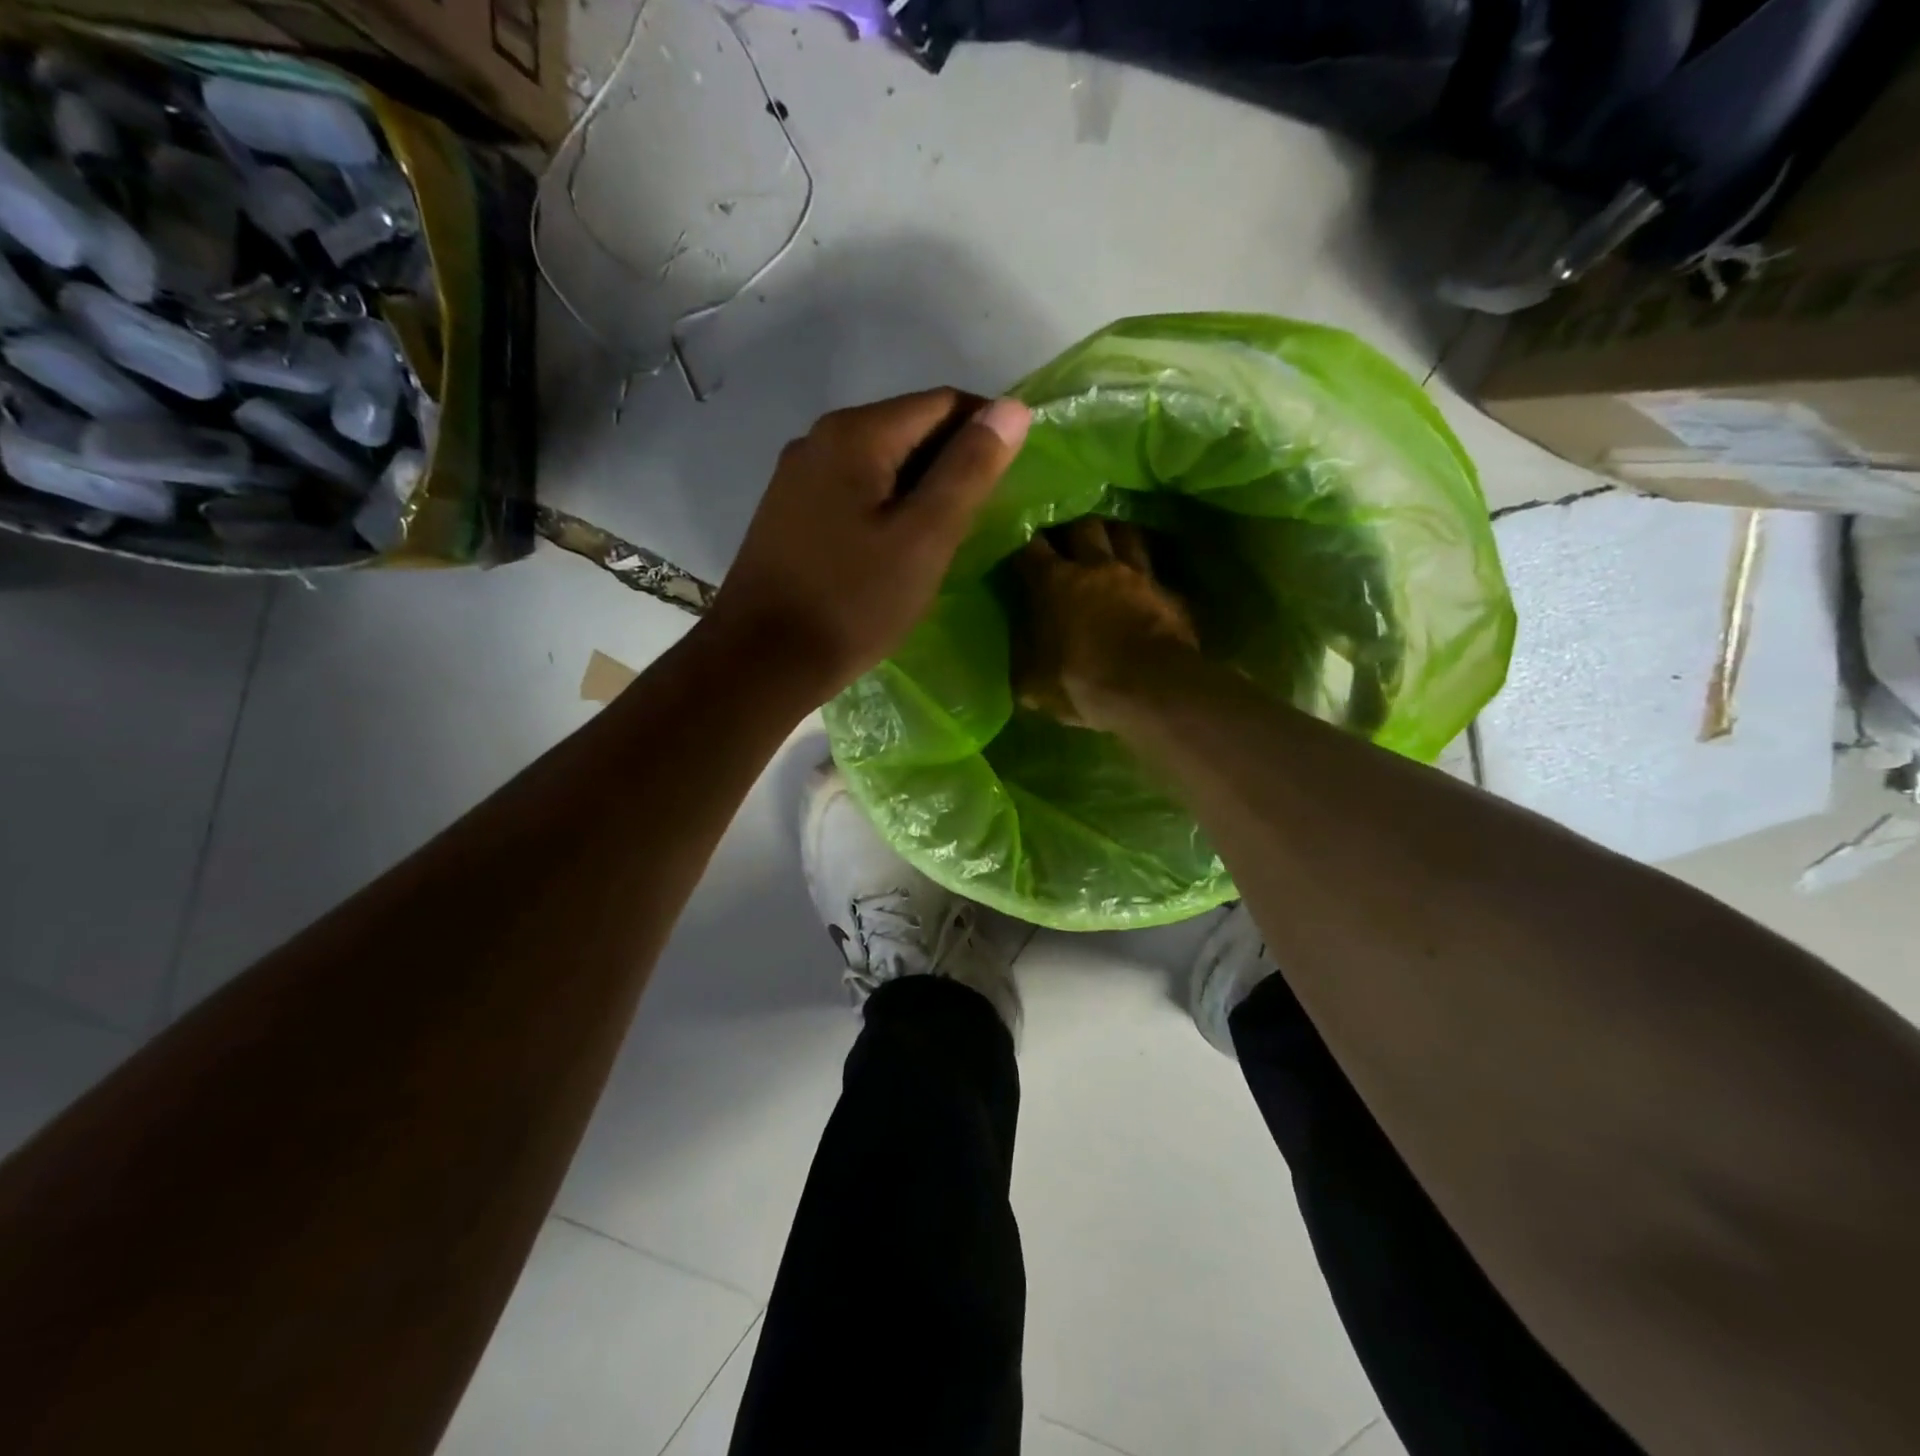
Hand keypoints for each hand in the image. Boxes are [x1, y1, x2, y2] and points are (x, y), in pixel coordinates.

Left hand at [706, 389, 1030, 699]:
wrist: (763, 661)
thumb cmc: (853, 602)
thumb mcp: (925, 538)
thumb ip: (969, 470)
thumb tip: (1013, 408)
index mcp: (855, 433)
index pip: (942, 404)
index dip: (985, 431)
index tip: (1009, 480)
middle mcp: (819, 439)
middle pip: (907, 428)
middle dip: (951, 463)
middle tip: (978, 520)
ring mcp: (796, 477)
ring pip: (879, 463)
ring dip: (918, 489)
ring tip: (941, 539)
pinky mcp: (787, 513)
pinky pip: (852, 491)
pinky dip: (885, 507)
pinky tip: (894, 549)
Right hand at [1015, 518, 1199, 728]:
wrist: (1151, 690)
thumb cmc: (1082, 683)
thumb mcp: (1034, 683)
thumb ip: (1024, 661)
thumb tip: (1020, 657)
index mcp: (1054, 582)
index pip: (1030, 547)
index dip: (1023, 544)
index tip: (1019, 550)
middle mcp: (1095, 566)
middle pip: (1083, 526)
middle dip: (1072, 530)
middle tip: (1066, 541)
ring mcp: (1138, 575)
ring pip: (1125, 534)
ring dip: (1114, 536)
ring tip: (1108, 544)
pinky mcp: (1169, 592)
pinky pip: (1154, 571)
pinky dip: (1145, 574)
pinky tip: (1143, 584)